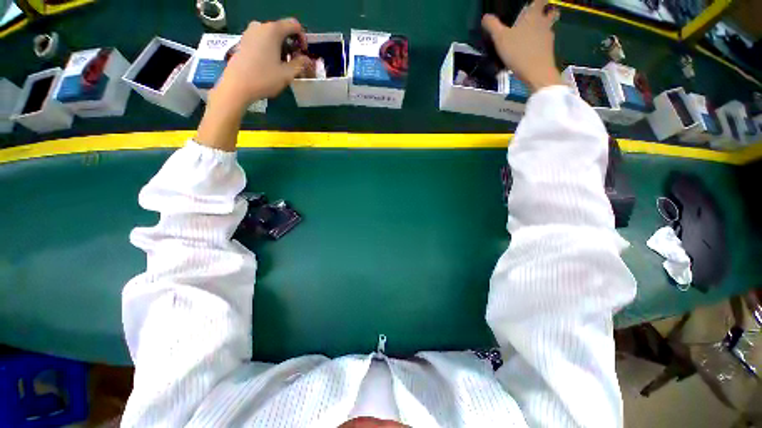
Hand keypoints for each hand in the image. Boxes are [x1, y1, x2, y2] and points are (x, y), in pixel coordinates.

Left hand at [213, 18, 310, 108]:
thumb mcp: (287, 74)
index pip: (294, 25)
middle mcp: (260, 26)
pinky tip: (271, 64)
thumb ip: (300, 64)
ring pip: (272, 36)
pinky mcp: (244, 40)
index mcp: (273, 30)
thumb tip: (307, 59)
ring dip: (281, 48)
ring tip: (283, 66)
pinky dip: (270, 49)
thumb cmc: (264, 78)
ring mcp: (250, 32)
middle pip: (282, 30)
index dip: (302, 38)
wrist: (237, 86)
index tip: (303, 54)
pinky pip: (262, 40)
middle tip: (294, 63)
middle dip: (291, 45)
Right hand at [482, 0, 562, 91]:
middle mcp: (544, 23)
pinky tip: (532, 50)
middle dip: (547, 10)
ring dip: (544, 28)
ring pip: (549, 27)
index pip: (540, 0)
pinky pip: (546, 42)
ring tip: (533, 34)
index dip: (538, 0)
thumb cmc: (519, 52)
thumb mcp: (500, 39)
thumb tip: (485, 17)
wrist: (536, 72)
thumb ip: (493, 26)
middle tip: (539, 14)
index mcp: (533, 15)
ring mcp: (548, 37)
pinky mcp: (549, 51)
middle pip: (551, 11)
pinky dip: (541, 43)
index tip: (532, 4)